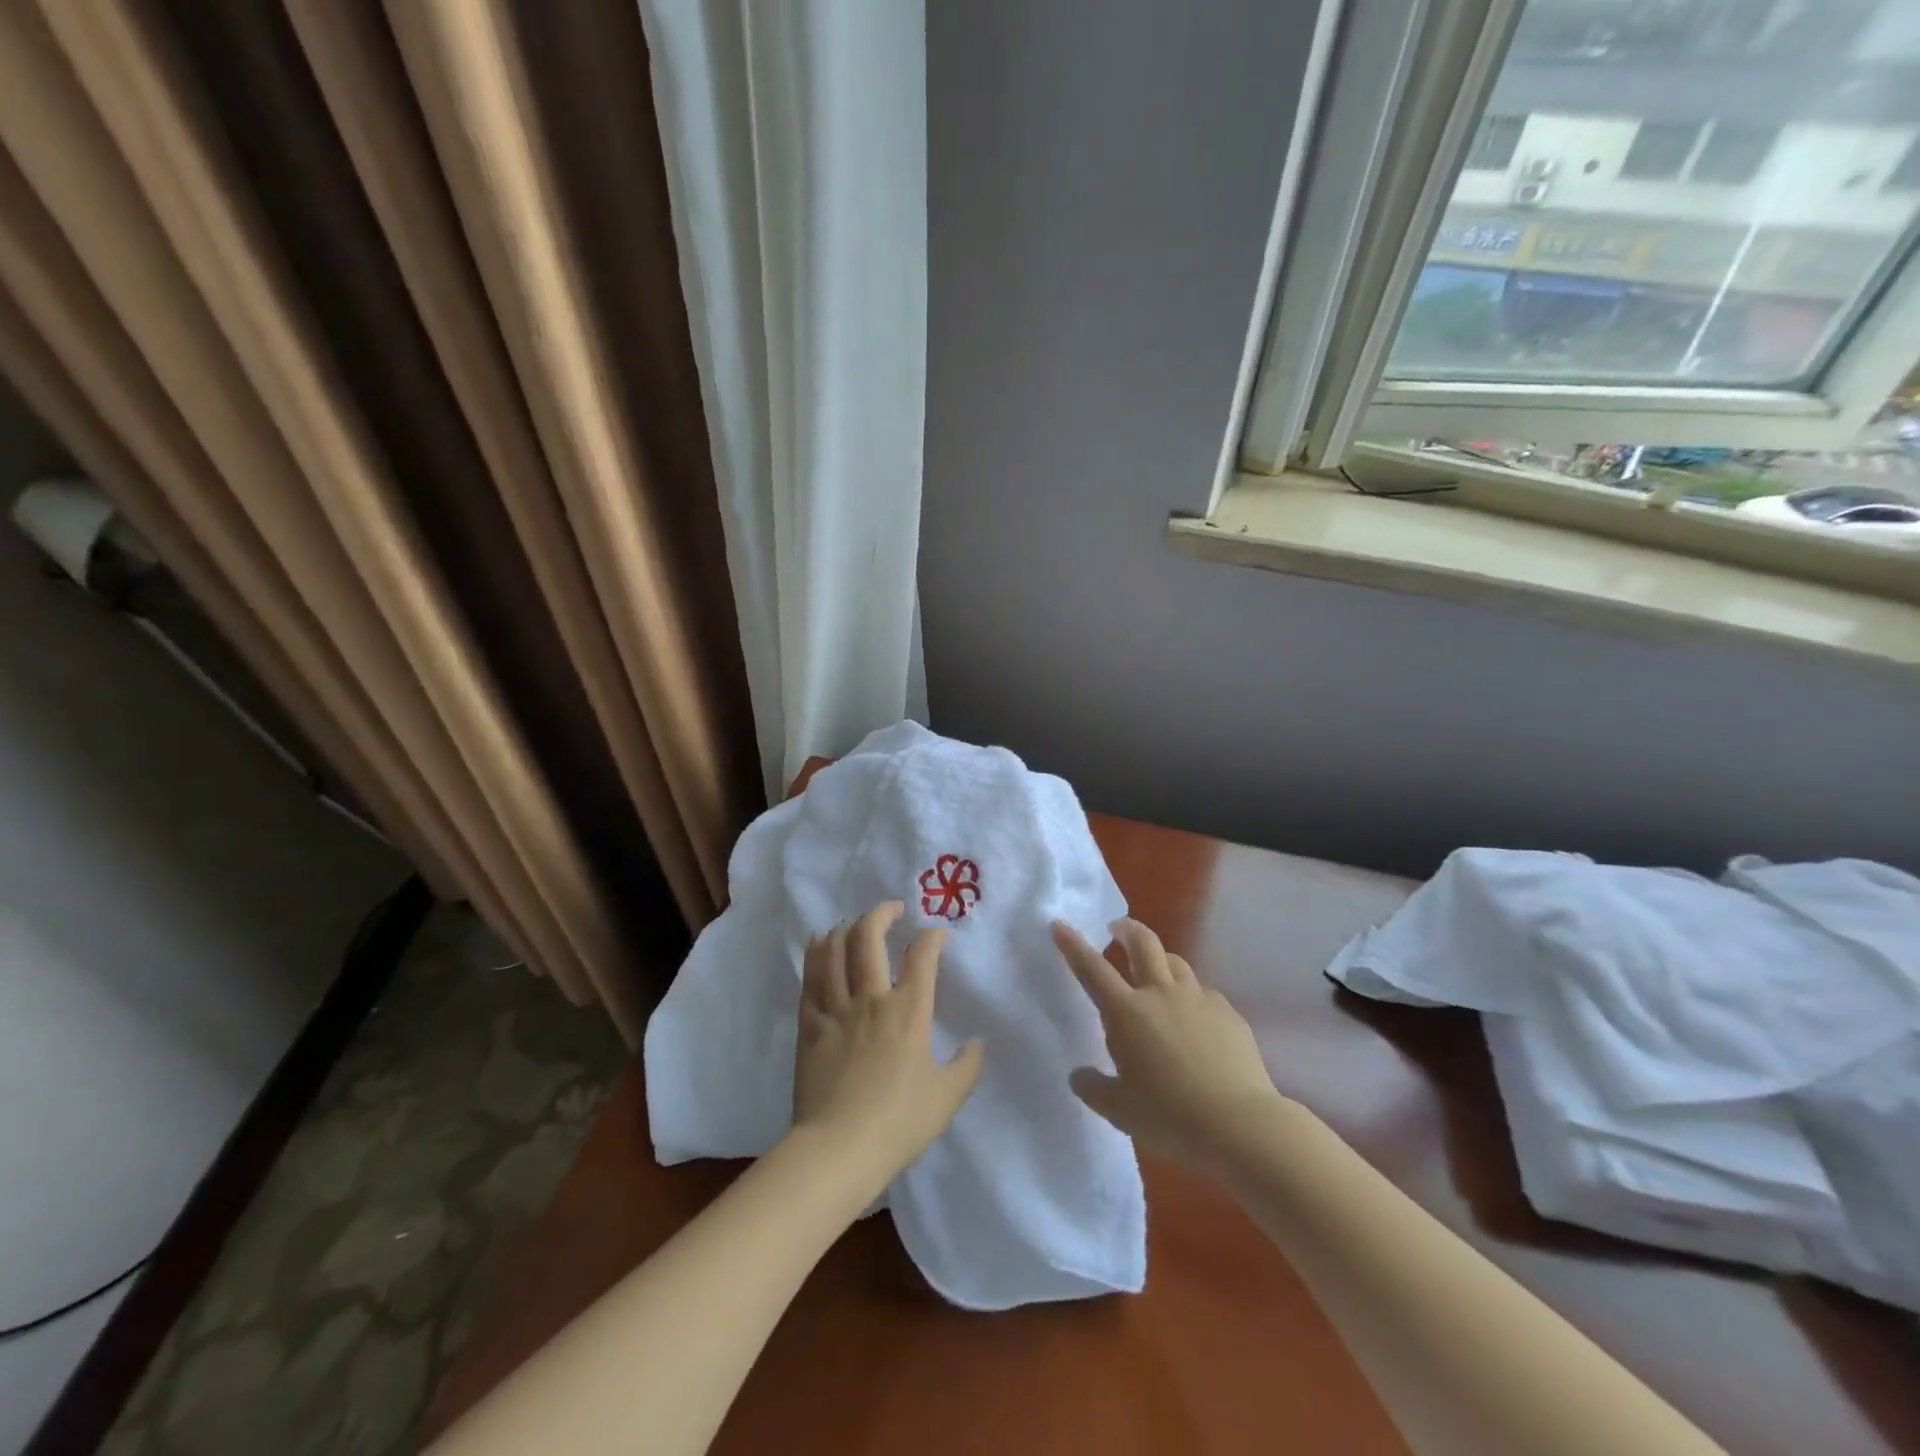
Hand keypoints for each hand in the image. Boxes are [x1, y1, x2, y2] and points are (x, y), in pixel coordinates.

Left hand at [792, 902, 983, 1193]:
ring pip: (836, 951)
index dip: (932, 937)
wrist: (839, 1148)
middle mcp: (872, 998)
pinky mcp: (810, 1025)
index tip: (937, 934)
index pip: (922, 956)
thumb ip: (967, 1066)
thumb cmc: (899, 1123)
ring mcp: (836, 1009)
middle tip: (892, 910)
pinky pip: (810, 978)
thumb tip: (976, 1043)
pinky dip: (816, 954)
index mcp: (909, 1011)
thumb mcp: (947, 1098)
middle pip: (870, 938)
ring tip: (855, 923)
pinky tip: (820, 943)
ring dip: (846, 928)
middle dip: (882, 914)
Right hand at [1053, 918, 1284, 1173]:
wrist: (1240, 1125)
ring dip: (1160, 960)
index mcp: (1127, 1012)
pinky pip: (1204, 994)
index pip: (1092, 968)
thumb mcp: (1119, 1110)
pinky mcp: (1228, 1013)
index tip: (1060, 925)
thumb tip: (1079, 1075)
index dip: (1073, 945)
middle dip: (1126, 929)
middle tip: (1117, 929)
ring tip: (1156, 974)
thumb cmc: (1170, 1117)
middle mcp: (1161, 994)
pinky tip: (1195, 1021)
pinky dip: (1191, 997)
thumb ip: (1093, 1087)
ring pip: (1176, 963)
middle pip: (1143, 943)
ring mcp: (1198, 1000)